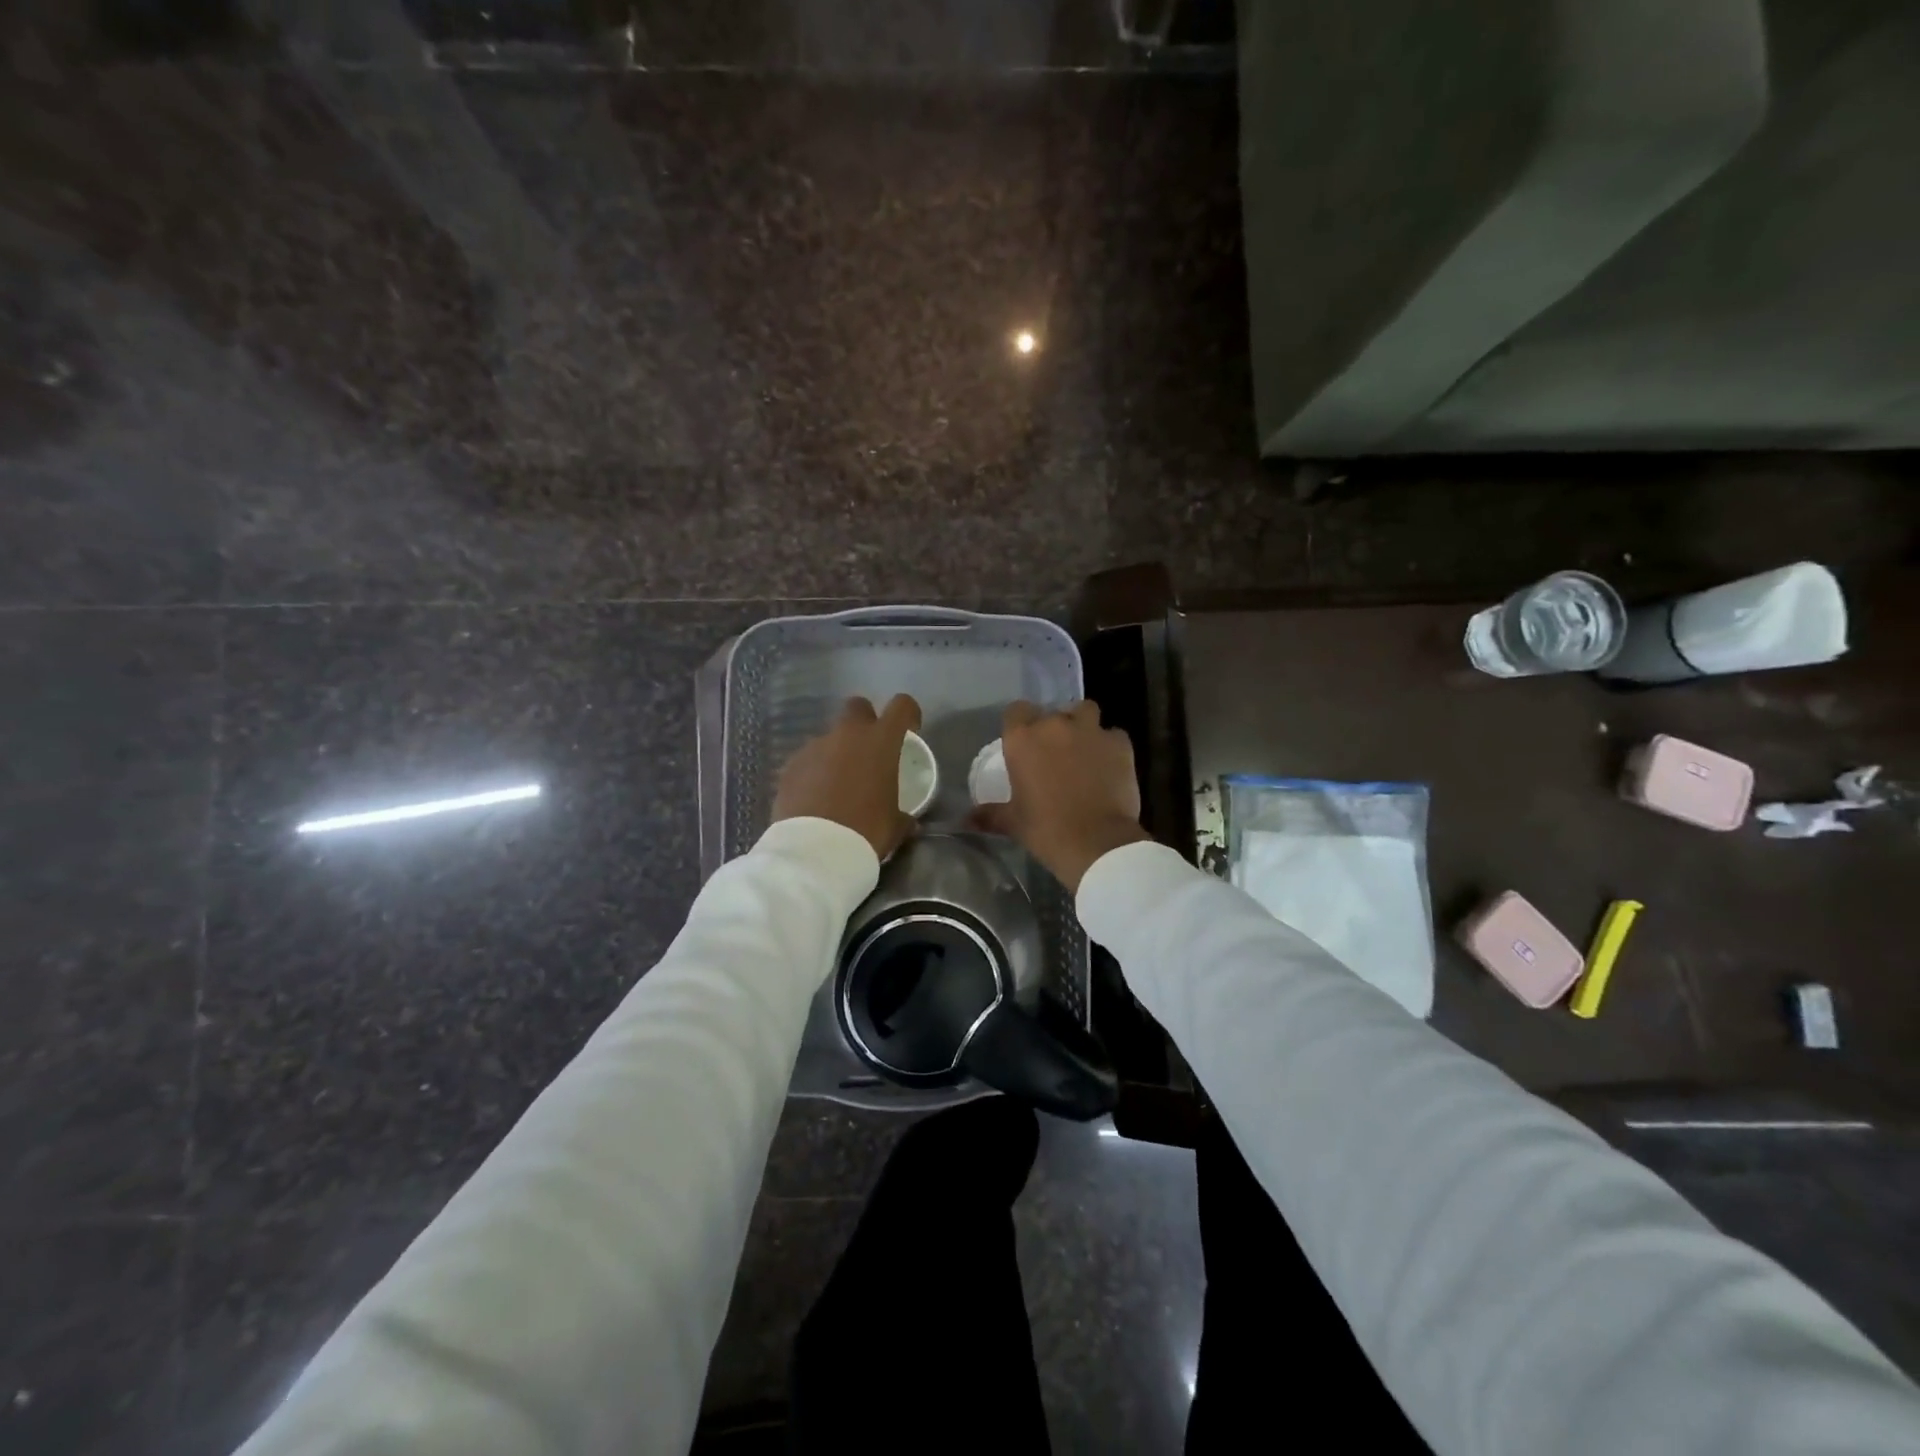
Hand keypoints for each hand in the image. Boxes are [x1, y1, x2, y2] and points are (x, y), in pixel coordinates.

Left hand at [772, 695, 921, 860]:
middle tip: (869, 752)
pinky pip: (808, 761)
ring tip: (838, 786)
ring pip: (830, 738)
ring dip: (837, 753)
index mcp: (880, 742)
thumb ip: (903, 815)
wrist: (815, 850)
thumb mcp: (895, 826)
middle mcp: (847, 735)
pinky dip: (814, 773)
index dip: (908, 714)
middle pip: (857, 707)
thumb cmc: (866, 831)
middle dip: (865, 722)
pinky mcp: (790, 765)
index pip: (901, 706)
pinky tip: (815, 798)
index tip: (909, 730)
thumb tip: (908, 821)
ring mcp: (815, 747)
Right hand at [972, 700, 1149, 892]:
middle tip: (1054, 752)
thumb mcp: (1013, 822)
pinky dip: (1110, 746)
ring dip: (1082, 725)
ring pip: (1086, 711)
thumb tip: (965, 820)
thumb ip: (989, 814)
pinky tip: (1108, 765)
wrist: (1097, 843)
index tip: (1024, 742)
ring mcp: (1090, 731)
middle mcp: (1055, 726)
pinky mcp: (1120, 743)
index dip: (1020, 723)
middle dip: (1053, 727)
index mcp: (1023, 739)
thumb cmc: (1046, 830)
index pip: (1016, 710)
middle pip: (1052, 712)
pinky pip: (1113, 735)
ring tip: (1083, 748)